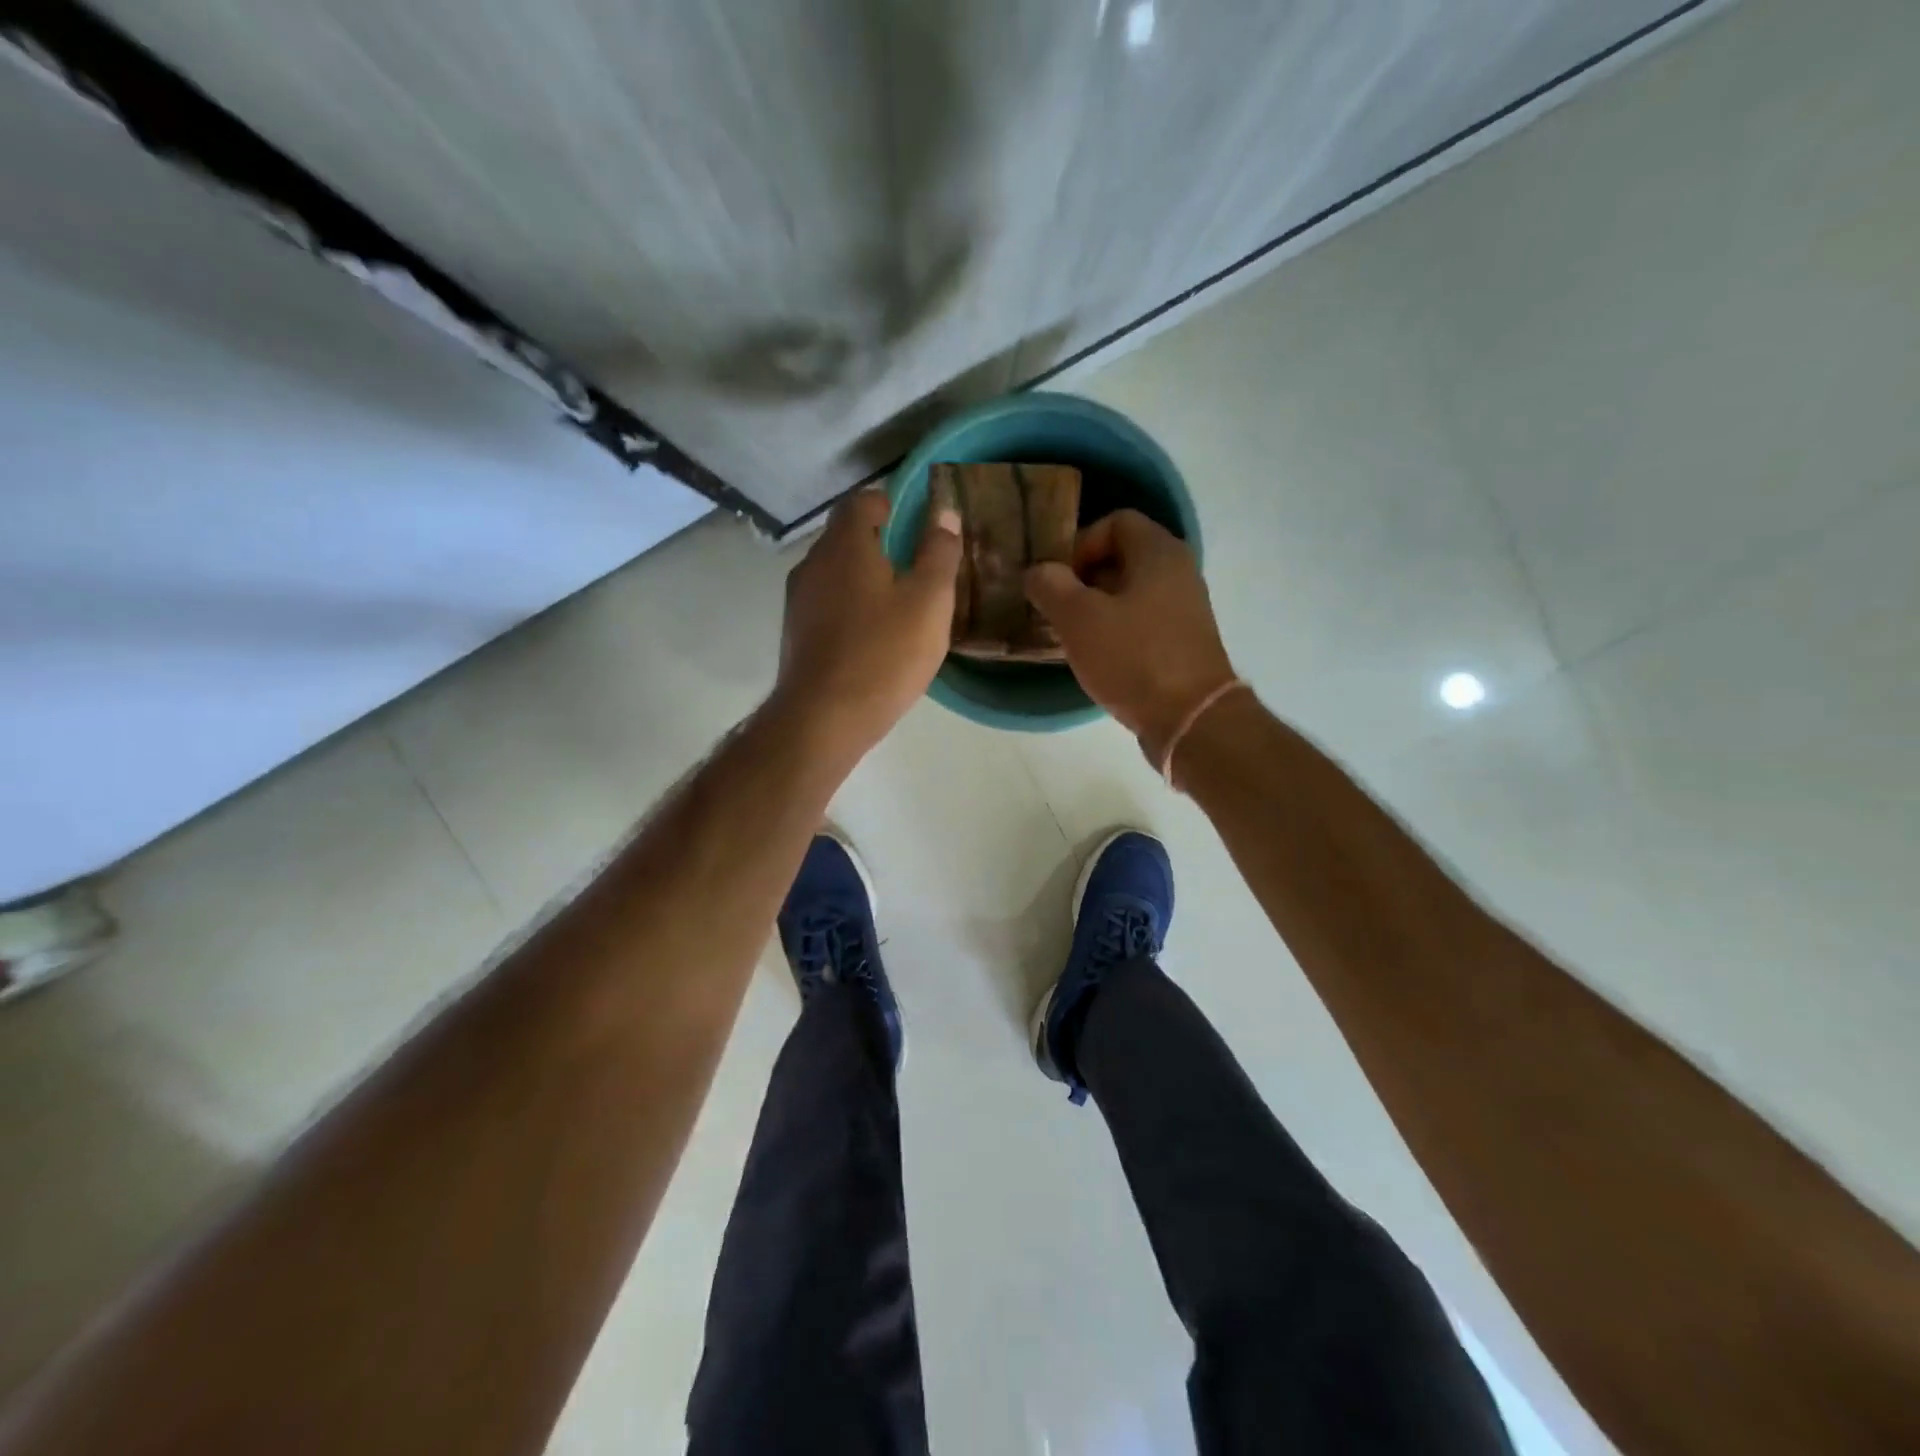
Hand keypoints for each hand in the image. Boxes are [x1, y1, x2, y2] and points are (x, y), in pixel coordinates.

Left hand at [774, 488, 961, 758]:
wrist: (823, 718)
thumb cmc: (884, 654)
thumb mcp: (929, 602)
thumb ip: (939, 554)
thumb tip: (942, 514)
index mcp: (845, 544)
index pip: (863, 500)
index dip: (892, 506)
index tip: (918, 528)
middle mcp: (813, 562)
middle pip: (846, 536)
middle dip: (880, 544)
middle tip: (916, 570)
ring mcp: (798, 599)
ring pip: (835, 572)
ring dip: (864, 578)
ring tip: (897, 606)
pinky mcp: (794, 632)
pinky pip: (827, 603)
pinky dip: (849, 606)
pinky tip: (872, 636)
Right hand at [1025, 509, 1235, 763]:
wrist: (1190, 719)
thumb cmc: (1133, 657)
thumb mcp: (1078, 618)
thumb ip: (1051, 586)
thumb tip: (1038, 572)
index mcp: (1158, 551)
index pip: (1115, 521)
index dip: (1080, 543)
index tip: (1058, 579)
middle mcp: (1179, 571)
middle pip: (1122, 558)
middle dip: (1083, 580)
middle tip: (1057, 609)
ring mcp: (1185, 608)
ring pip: (1131, 593)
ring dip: (1097, 609)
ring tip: (1072, 636)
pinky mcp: (1184, 642)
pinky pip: (1143, 622)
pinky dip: (1117, 632)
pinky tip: (1098, 658)